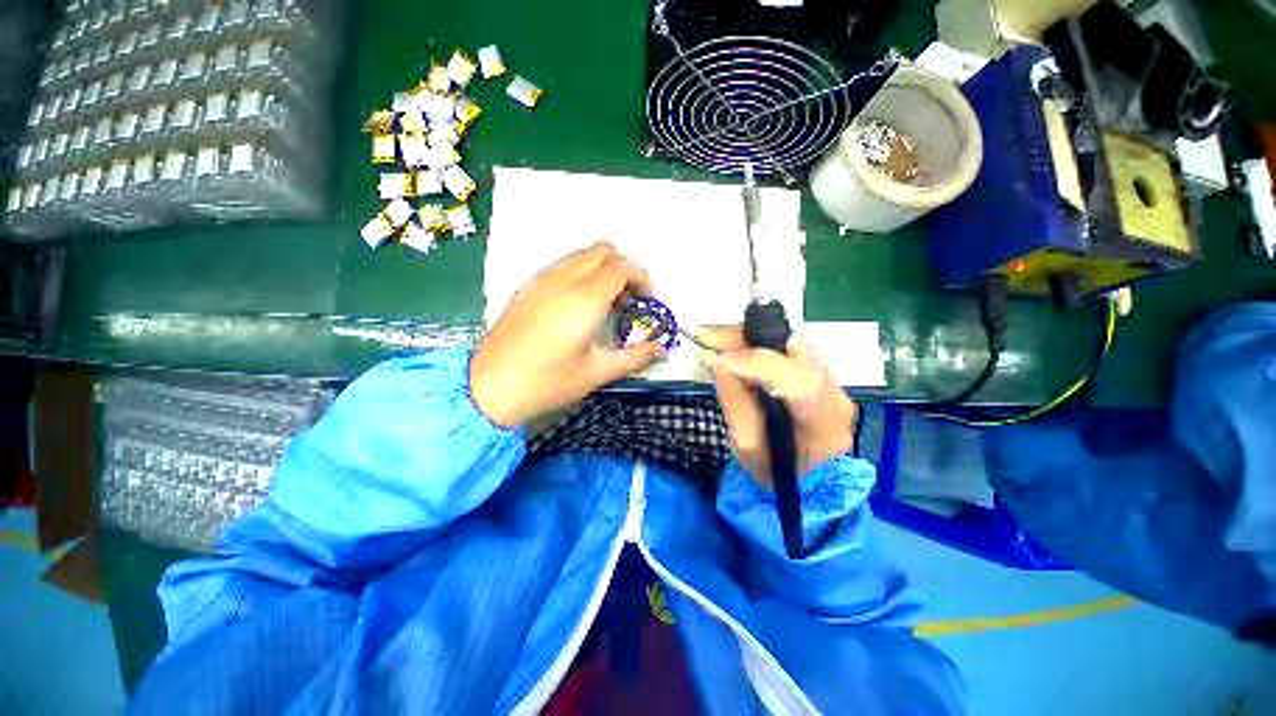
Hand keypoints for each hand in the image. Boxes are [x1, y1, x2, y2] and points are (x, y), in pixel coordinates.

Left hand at [470, 242, 663, 427]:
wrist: (488, 388)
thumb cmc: (547, 383)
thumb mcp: (597, 373)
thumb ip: (634, 357)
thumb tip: (662, 349)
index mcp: (584, 299)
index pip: (621, 266)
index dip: (642, 277)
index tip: (647, 300)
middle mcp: (563, 280)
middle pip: (602, 250)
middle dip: (623, 268)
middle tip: (628, 299)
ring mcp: (541, 280)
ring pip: (580, 255)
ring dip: (601, 269)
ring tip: (605, 303)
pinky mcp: (527, 287)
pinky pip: (562, 266)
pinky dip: (580, 274)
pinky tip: (578, 306)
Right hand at [698, 327, 855, 487]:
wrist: (802, 476)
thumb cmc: (773, 470)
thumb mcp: (748, 446)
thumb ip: (734, 402)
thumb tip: (716, 360)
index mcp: (825, 427)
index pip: (802, 386)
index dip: (761, 366)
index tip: (722, 360)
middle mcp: (836, 395)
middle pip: (797, 352)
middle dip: (747, 339)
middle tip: (707, 336)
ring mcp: (830, 380)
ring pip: (788, 342)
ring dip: (747, 336)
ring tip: (711, 336)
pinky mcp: (817, 370)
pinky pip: (784, 346)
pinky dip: (754, 340)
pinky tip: (729, 341)